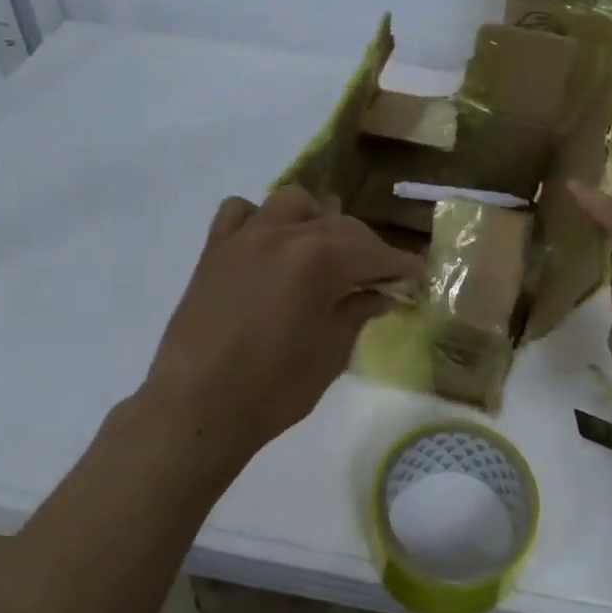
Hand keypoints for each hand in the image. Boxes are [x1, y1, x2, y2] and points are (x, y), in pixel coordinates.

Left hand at [138, 185, 420, 475]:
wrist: (196, 408)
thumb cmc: (273, 389)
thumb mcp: (331, 353)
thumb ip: (358, 313)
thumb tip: (378, 294)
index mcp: (320, 260)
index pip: (374, 252)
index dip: (399, 264)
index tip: (415, 273)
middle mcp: (285, 234)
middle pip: (340, 225)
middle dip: (366, 248)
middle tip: (377, 276)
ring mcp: (245, 237)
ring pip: (293, 203)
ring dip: (316, 221)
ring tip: (322, 252)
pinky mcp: (214, 249)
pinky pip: (240, 212)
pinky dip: (261, 220)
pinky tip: (269, 247)